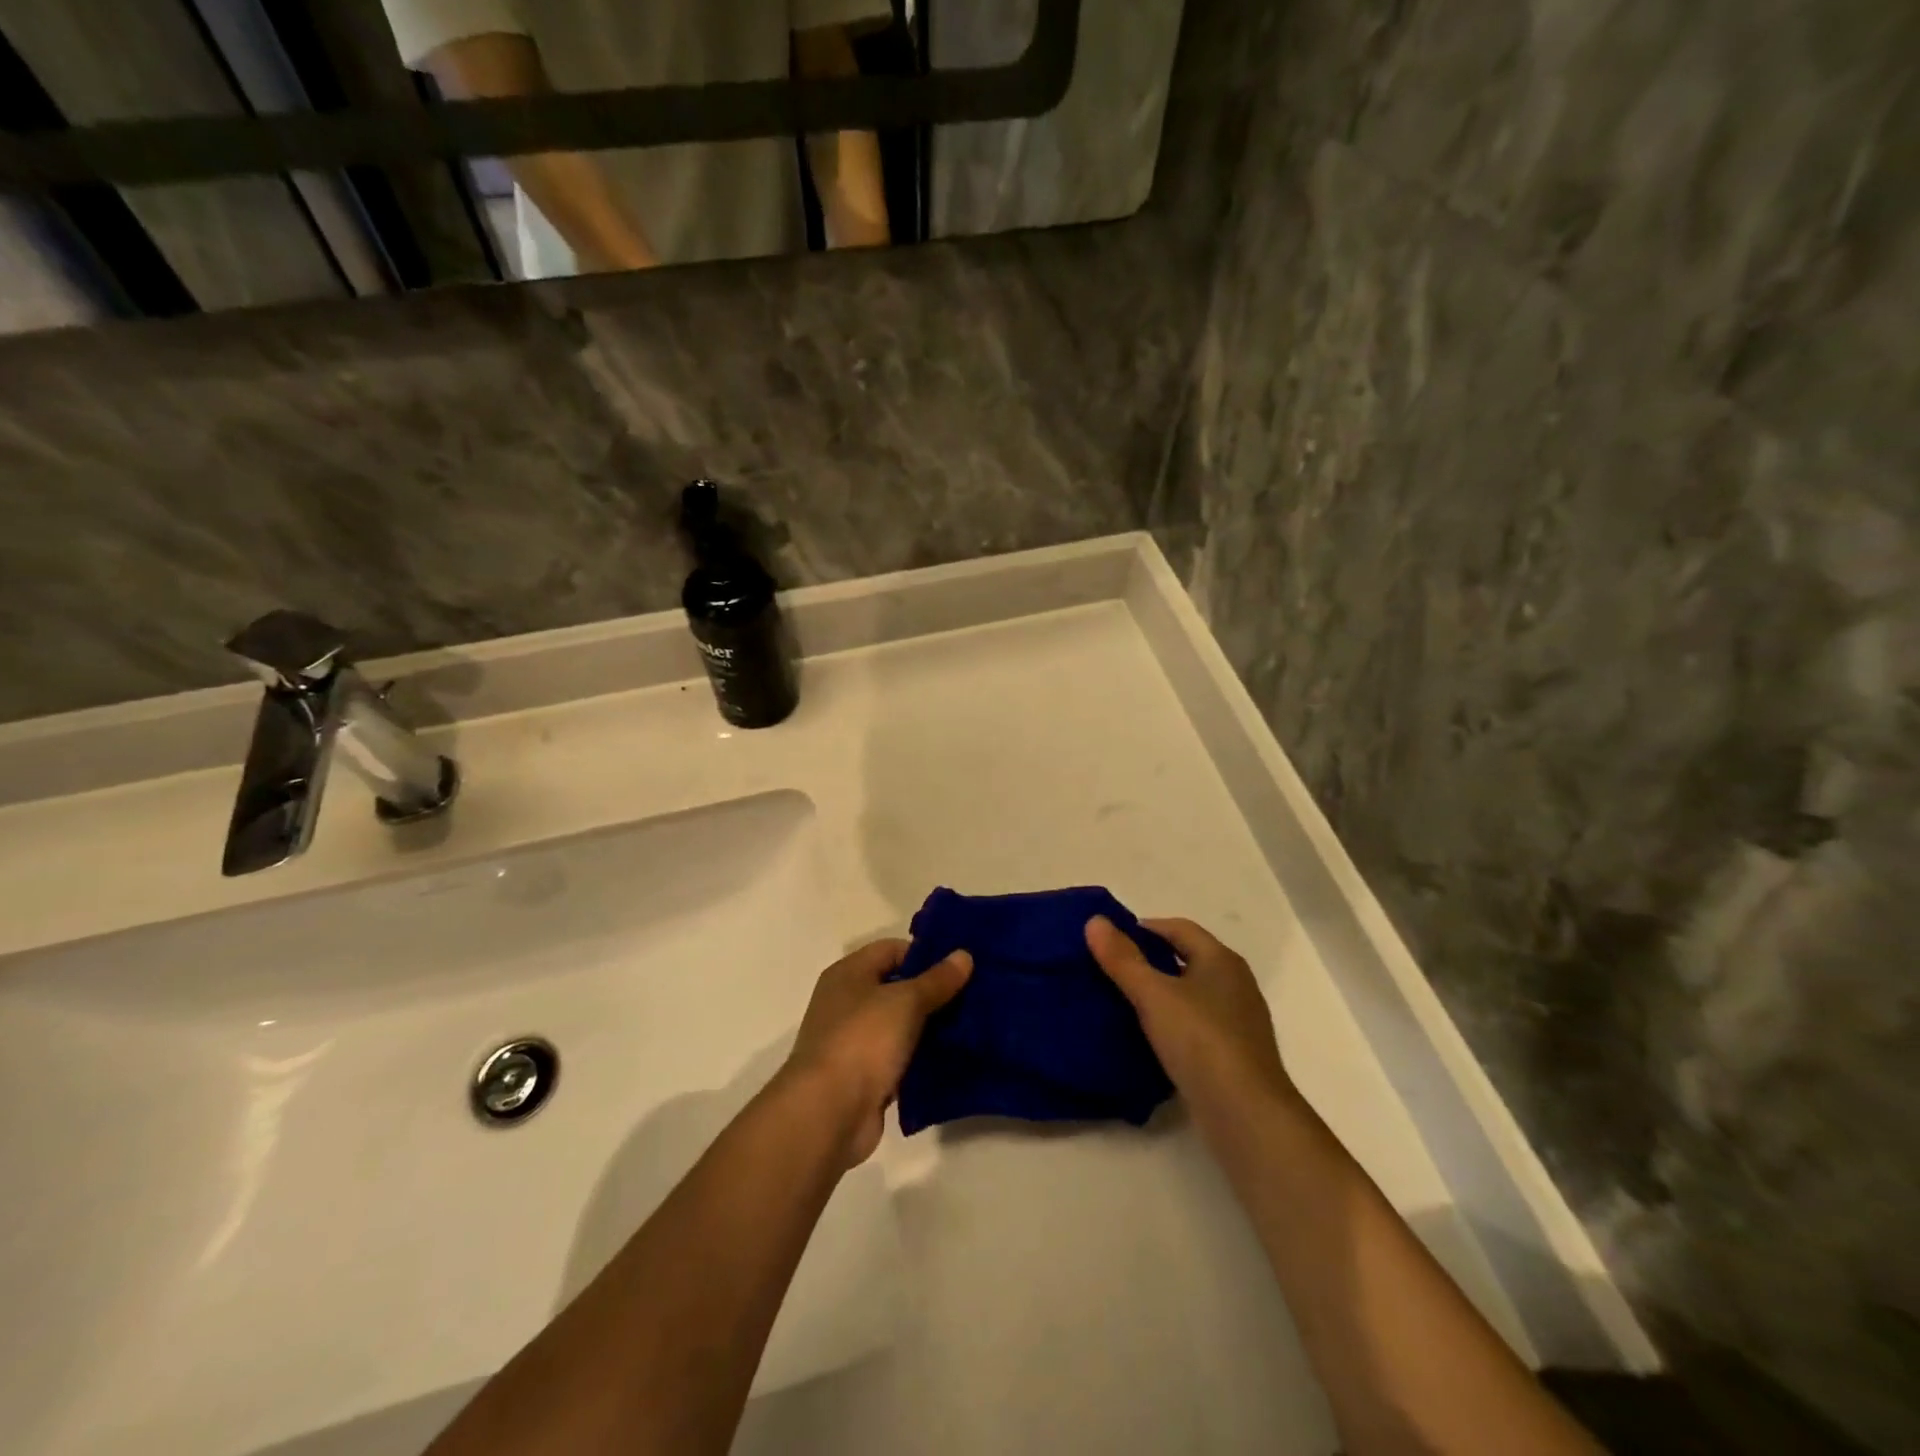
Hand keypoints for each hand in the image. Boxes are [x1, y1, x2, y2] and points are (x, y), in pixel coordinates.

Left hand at [781, 938, 971, 1165]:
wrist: (829, 1113)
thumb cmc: (863, 1040)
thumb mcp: (906, 1001)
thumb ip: (937, 979)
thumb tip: (964, 954)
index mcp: (848, 973)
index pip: (892, 950)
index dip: (926, 954)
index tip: (961, 965)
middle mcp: (847, 1002)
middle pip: (897, 987)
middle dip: (933, 992)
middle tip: (974, 995)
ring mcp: (854, 1041)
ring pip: (901, 1025)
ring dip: (930, 1027)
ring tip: (971, 1026)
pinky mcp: (864, 1076)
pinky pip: (900, 1058)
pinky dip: (921, 1058)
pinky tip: (953, 1059)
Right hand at [1086, 916, 1294, 1126]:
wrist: (1246, 1115)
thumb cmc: (1201, 1041)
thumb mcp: (1153, 995)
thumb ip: (1123, 959)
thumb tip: (1095, 921)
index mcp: (1221, 960)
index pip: (1178, 928)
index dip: (1143, 928)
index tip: (1109, 941)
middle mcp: (1235, 984)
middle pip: (1186, 959)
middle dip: (1149, 961)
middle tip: (1109, 970)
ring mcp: (1238, 1021)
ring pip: (1190, 994)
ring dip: (1159, 994)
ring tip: (1121, 1003)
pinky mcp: (1233, 1055)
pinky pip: (1195, 1026)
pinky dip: (1171, 1024)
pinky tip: (1148, 1039)